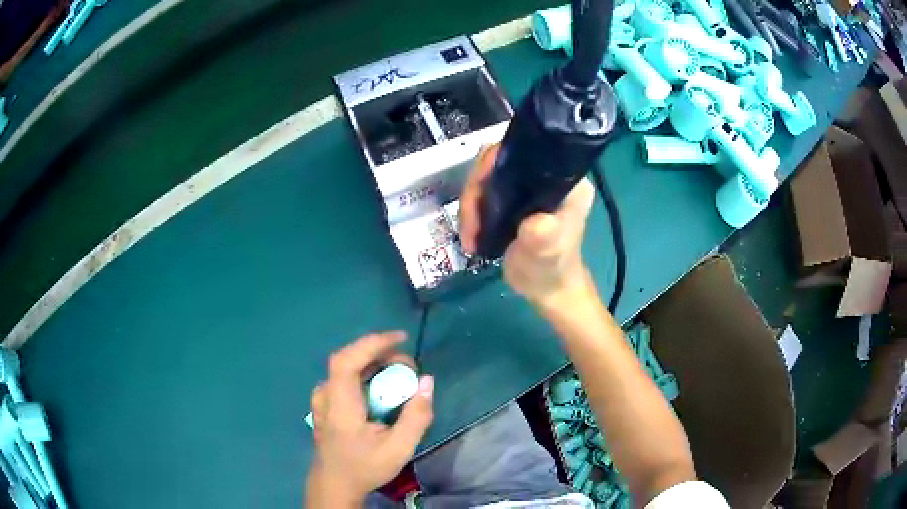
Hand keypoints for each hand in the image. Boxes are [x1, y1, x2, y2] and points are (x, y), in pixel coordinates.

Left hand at [306, 332, 433, 507]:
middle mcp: (326, 395)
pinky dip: (365, 373)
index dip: (372, 343)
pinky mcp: (324, 403)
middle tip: (409, 366)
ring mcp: (322, 398)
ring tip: (399, 374)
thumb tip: (427, 381)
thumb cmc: (364, 468)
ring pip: (347, 367)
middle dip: (380, 353)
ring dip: (374, 363)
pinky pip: (344, 378)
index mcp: (340, 405)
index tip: (401, 338)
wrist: (335, 484)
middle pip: (349, 359)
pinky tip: (381, 386)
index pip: (347, 360)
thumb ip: (416, 416)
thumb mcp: (398, 449)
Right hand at [459, 145, 595, 306]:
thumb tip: (533, 220)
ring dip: (472, 205)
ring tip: (470, 235)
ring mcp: (529, 187)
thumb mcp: (548, 252)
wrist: (547, 291)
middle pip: (500, 162)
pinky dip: (473, 211)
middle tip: (471, 222)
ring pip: (488, 178)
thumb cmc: (551, 270)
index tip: (480, 188)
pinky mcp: (515, 199)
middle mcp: (547, 175)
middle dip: (478, 190)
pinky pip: (486, 193)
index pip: (526, 151)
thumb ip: (543, 233)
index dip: (497, 162)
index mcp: (565, 178)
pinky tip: (472, 234)